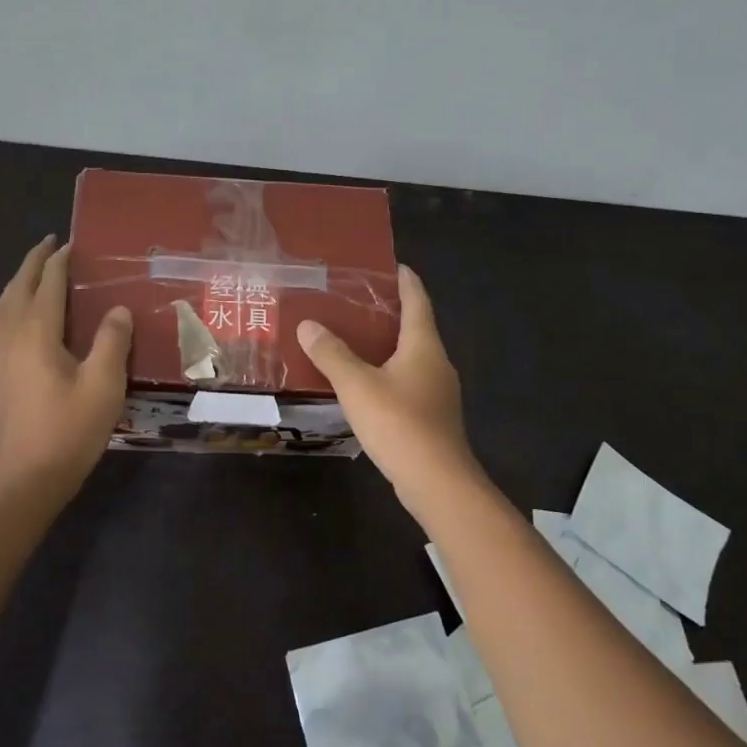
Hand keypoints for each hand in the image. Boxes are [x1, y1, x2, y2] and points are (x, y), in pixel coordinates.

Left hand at [0, 235, 132, 503]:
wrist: (28, 477)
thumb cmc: (69, 429)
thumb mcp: (103, 384)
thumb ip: (111, 341)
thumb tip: (118, 309)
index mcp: (37, 334)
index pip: (48, 284)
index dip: (60, 262)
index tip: (73, 243)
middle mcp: (13, 337)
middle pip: (18, 288)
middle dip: (32, 263)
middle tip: (50, 244)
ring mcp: (1, 356)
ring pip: (4, 305)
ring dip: (19, 281)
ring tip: (36, 271)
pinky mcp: (0, 374)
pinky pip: (2, 322)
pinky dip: (12, 303)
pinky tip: (25, 314)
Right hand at [296, 265, 483, 506]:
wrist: (437, 482)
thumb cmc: (399, 423)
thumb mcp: (356, 385)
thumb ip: (331, 353)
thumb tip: (308, 324)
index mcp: (423, 345)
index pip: (417, 300)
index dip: (405, 280)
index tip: (391, 264)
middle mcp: (437, 362)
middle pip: (415, 327)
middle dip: (390, 313)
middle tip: (356, 301)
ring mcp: (438, 392)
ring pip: (411, 357)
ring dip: (387, 345)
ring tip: (354, 339)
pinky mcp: (432, 416)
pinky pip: (408, 382)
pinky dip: (388, 372)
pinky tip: (365, 383)